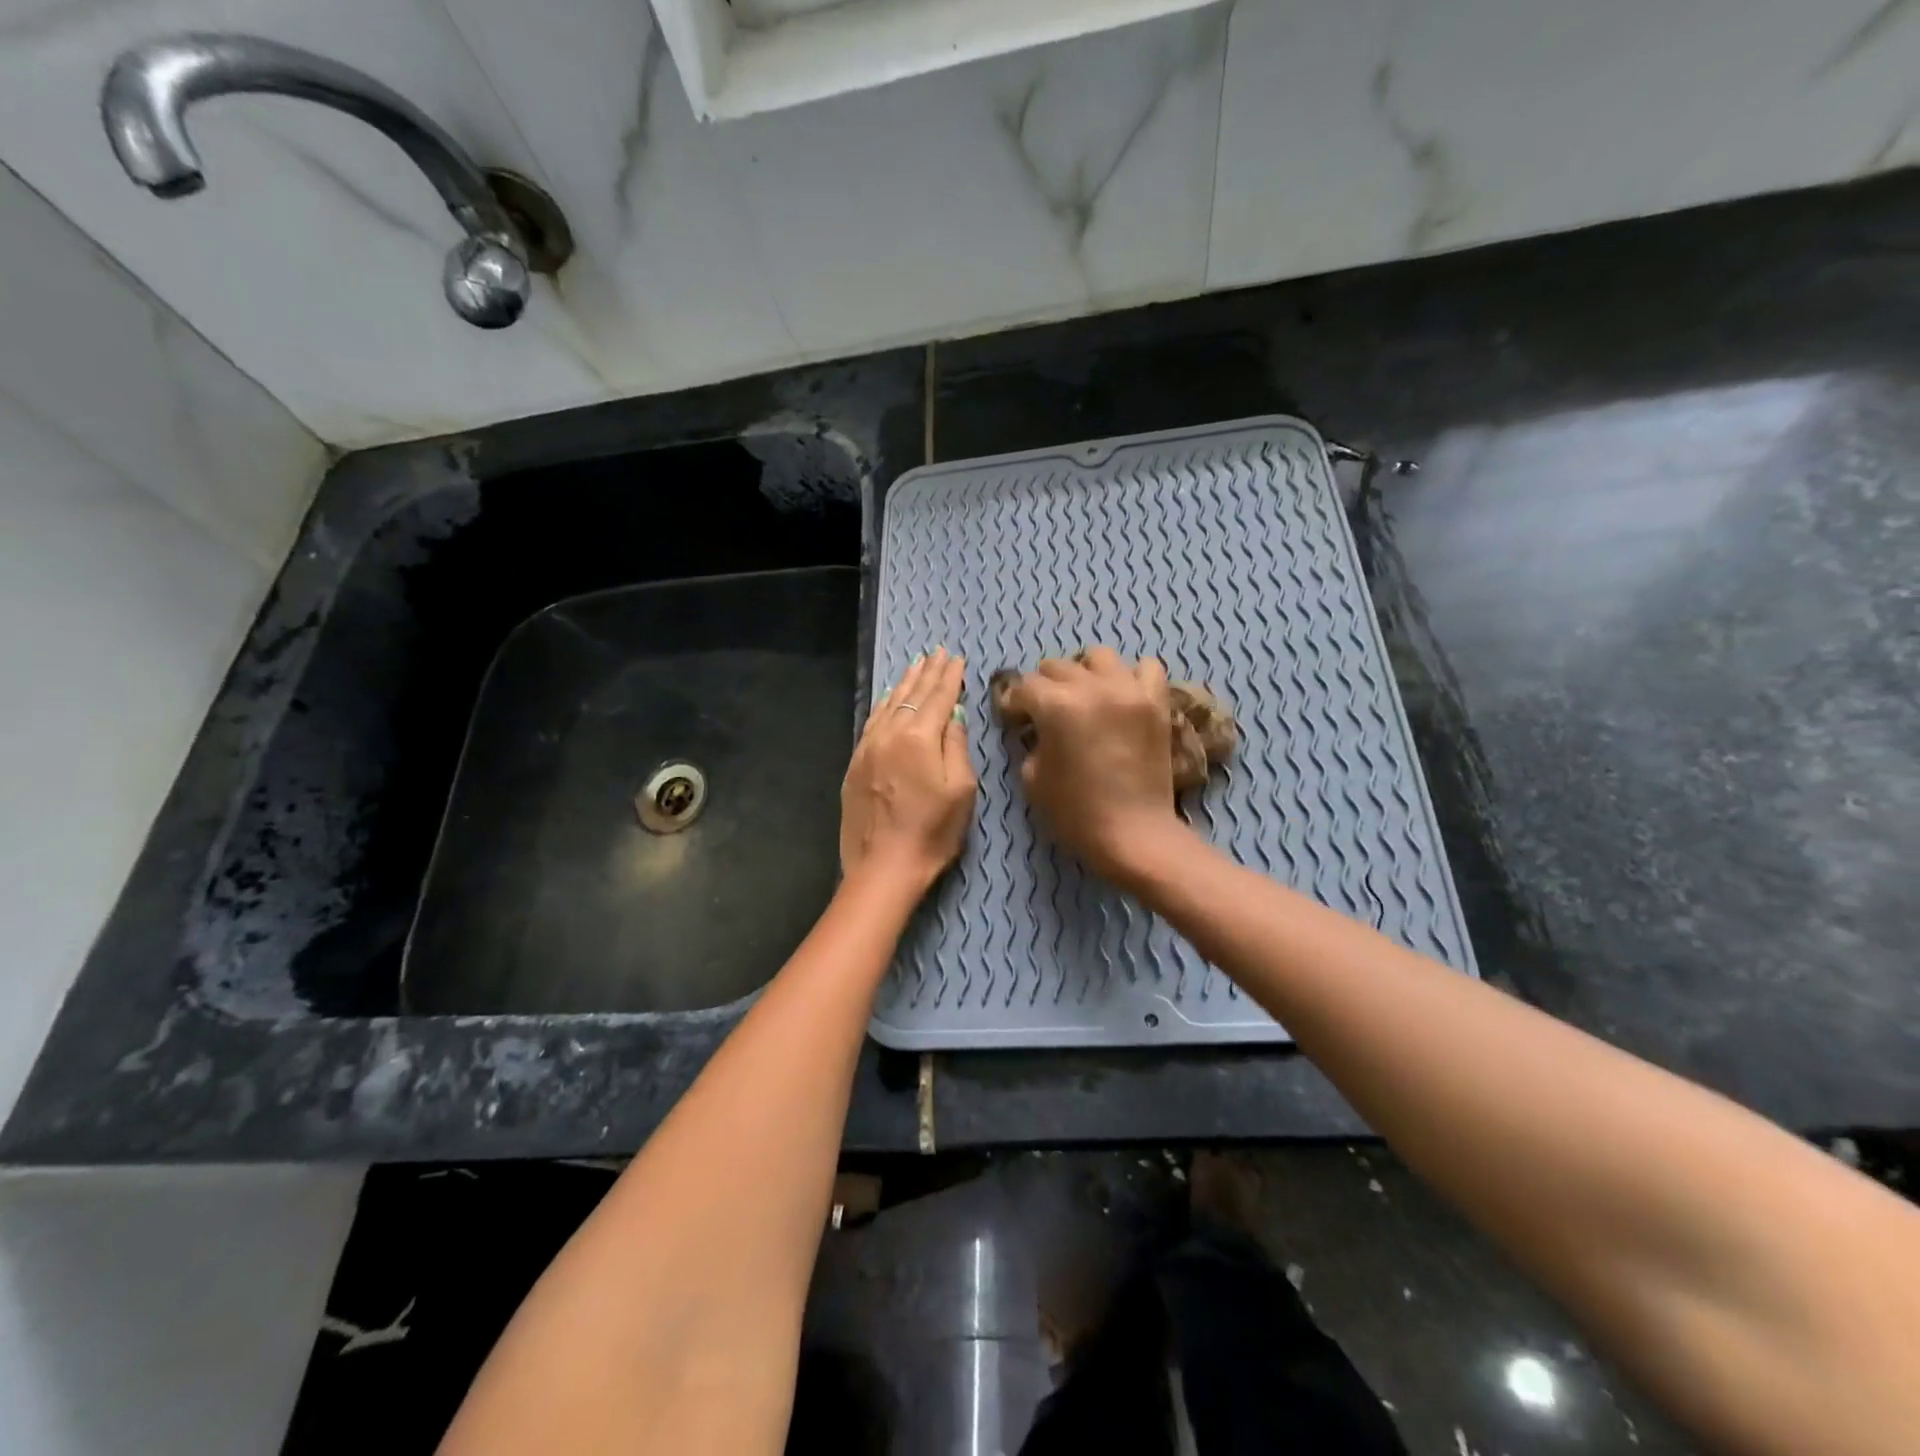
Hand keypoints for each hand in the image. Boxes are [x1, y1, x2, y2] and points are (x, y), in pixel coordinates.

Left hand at [840, 647, 976, 896]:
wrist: (883, 867)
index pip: (938, 698)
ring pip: (888, 705)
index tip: (956, 658)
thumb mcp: (960, 790)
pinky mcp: (855, 764)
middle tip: (937, 653)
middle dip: (927, 673)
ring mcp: (868, 748)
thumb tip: (953, 716)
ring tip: (915, 666)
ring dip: (903, 684)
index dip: (949, 677)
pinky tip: (887, 699)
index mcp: (919, 738)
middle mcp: (890, 734)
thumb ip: (956, 746)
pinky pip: (871, 722)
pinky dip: (883, 705)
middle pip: (911, 696)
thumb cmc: (932, 832)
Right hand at [1000, 647, 1191, 885]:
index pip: (1025, 686)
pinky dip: (1131, 676)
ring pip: (1100, 657)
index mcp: (1057, 706)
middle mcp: (1092, 687)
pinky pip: (1146, 668)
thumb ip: (1031, 741)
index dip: (1014, 702)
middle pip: (1058, 666)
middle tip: (1045, 710)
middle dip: (1044, 685)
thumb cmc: (1075, 813)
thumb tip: (1037, 726)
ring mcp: (1129, 691)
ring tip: (1084, 696)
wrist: (1134, 834)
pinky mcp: (1156, 702)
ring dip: (1085, 672)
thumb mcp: (1033, 777)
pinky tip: (1122, 696)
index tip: (1014, 717)